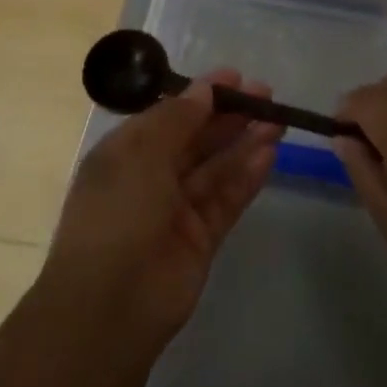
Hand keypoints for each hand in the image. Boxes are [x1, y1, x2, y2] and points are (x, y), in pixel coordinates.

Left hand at [43, 71, 280, 345]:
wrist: (108, 309)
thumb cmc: (117, 214)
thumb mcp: (141, 153)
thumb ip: (177, 118)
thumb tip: (203, 90)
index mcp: (127, 152)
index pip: (170, 114)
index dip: (201, 94)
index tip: (235, 77)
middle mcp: (151, 176)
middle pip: (198, 138)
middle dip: (230, 115)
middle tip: (265, 94)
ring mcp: (177, 209)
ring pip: (217, 167)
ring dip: (245, 141)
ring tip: (278, 120)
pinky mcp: (201, 239)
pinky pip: (226, 199)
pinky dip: (247, 176)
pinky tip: (270, 153)